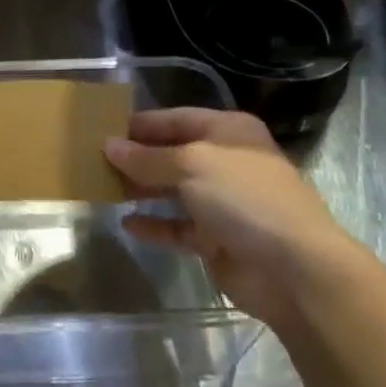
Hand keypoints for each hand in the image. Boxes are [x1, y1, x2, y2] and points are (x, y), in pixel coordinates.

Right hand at [105, 109, 367, 332]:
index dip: (140, 123)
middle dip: (136, 157)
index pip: (176, 119)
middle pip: (172, 154)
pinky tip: (127, 223)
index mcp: (229, 132)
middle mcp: (226, 162)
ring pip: (172, 190)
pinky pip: (176, 227)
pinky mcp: (215, 238)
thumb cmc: (244, 198)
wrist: (292, 267)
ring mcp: (222, 202)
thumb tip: (109, 146)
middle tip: (93, 160)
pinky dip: (154, 225)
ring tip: (102, 188)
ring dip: (140, 189)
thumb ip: (146, 157)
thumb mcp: (191, 165)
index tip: (101, 129)